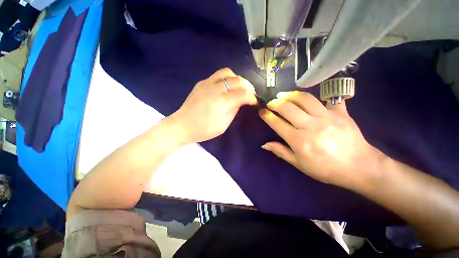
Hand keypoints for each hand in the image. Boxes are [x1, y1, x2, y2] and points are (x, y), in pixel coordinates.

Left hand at [170, 68, 256, 143]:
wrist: (182, 125)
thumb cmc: (204, 130)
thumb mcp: (223, 125)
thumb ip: (234, 110)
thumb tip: (242, 101)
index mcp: (221, 103)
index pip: (242, 94)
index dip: (252, 97)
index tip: (255, 101)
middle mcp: (215, 89)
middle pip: (237, 80)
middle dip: (248, 86)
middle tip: (250, 94)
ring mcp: (206, 83)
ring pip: (228, 72)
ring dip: (237, 79)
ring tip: (239, 87)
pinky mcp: (201, 82)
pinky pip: (218, 75)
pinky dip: (227, 79)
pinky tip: (227, 87)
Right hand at [259, 91, 381, 189]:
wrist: (359, 167)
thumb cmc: (325, 169)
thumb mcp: (299, 164)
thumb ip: (281, 152)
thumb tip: (264, 144)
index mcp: (299, 140)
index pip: (277, 123)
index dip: (267, 115)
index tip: (261, 111)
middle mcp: (310, 126)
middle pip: (287, 107)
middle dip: (275, 103)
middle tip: (271, 103)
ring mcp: (326, 117)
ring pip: (304, 99)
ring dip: (290, 95)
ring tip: (283, 95)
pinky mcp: (340, 112)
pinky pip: (327, 98)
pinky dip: (317, 95)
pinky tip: (308, 98)